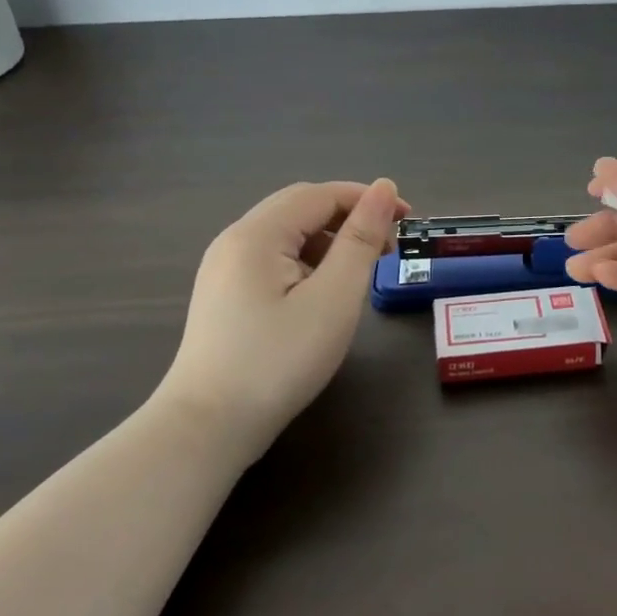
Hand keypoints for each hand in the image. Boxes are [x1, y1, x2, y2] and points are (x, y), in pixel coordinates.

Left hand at [157, 179, 408, 449]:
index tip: (409, 220)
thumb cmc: (279, 360)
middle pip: (300, 208)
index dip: (367, 199)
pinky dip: (308, 263)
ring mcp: (224, 269)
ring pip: (287, 235)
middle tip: (390, 246)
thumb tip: (385, 188)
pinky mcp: (224, 296)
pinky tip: (324, 293)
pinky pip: (273, 260)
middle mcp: (235, 241)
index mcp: (257, 234)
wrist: (208, 427)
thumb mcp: (333, 298)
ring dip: (330, 241)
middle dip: (349, 218)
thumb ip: (361, 240)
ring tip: (362, 272)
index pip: (320, 194)